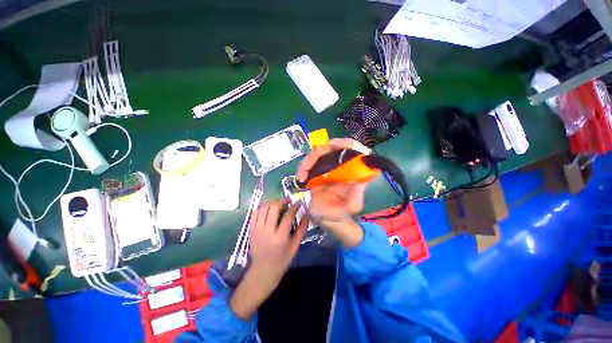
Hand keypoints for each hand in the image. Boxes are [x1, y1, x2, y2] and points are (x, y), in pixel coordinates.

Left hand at [230, 199, 308, 319]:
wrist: (263, 271)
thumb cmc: (282, 259)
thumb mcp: (295, 246)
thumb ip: (302, 229)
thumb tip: (306, 214)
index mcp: (280, 237)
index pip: (288, 216)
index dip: (295, 206)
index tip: (299, 202)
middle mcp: (267, 231)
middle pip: (274, 208)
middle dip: (282, 200)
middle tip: (288, 201)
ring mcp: (256, 230)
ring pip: (263, 207)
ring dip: (272, 202)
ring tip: (278, 203)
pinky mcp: (250, 229)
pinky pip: (254, 213)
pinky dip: (262, 207)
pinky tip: (268, 208)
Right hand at [297, 138, 370, 223]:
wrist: (327, 218)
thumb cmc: (341, 213)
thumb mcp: (352, 206)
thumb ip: (356, 195)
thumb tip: (358, 178)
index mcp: (353, 170)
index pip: (353, 149)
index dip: (345, 143)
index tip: (333, 145)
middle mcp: (342, 165)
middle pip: (332, 147)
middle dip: (319, 152)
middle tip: (308, 165)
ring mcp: (329, 166)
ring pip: (319, 153)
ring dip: (308, 160)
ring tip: (302, 175)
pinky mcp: (318, 170)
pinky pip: (309, 162)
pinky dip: (303, 167)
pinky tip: (301, 177)